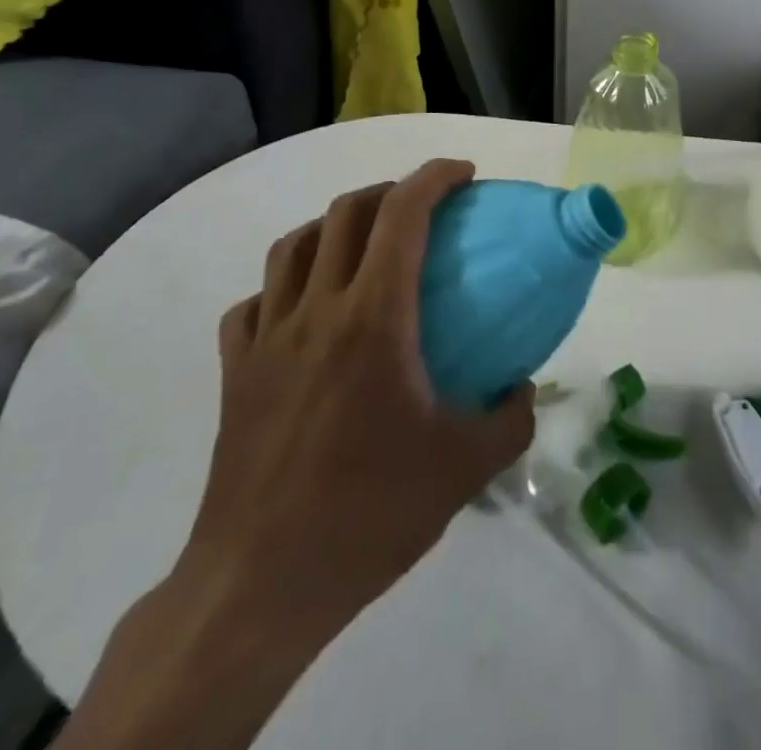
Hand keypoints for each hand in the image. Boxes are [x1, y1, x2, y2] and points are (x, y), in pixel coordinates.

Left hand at [179, 157, 534, 626]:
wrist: (261, 585)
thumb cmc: (368, 513)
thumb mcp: (464, 468)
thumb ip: (510, 419)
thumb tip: (524, 389)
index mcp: (374, 317)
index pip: (402, 214)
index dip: (434, 178)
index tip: (464, 175)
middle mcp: (316, 309)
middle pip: (345, 213)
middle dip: (388, 191)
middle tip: (422, 208)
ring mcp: (267, 338)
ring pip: (293, 246)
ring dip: (333, 226)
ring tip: (363, 246)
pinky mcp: (236, 371)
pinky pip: (256, 303)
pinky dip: (285, 286)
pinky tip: (304, 309)